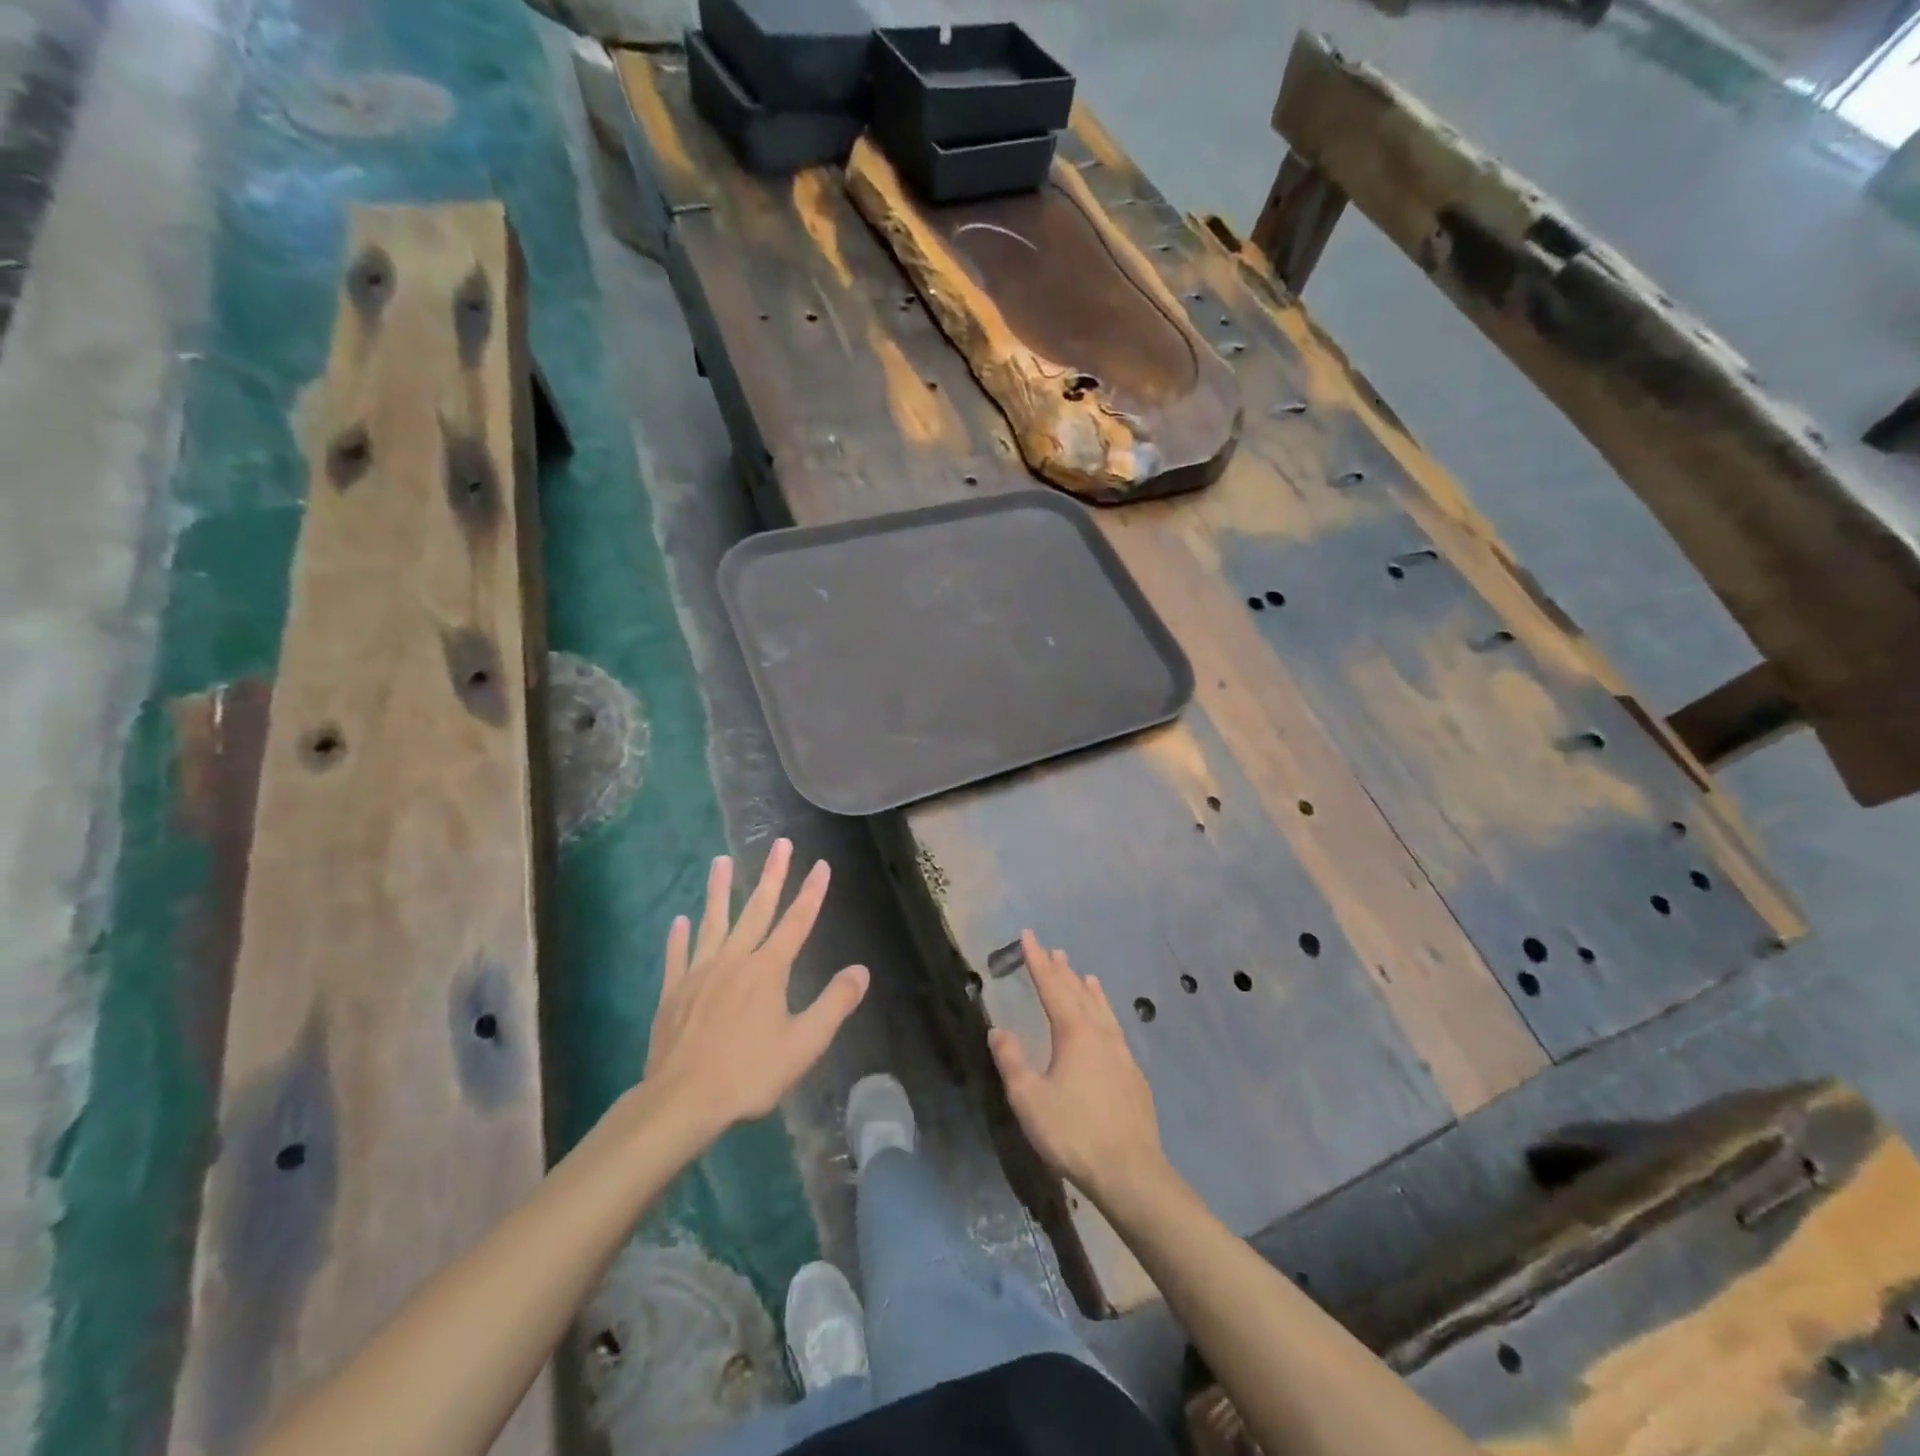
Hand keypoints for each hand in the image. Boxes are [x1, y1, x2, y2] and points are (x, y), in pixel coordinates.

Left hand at [645, 840, 868, 1135]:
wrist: (681, 1100)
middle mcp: (735, 960)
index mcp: (768, 970)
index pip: (797, 922)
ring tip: (720, 861)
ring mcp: (700, 972)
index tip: (821, 864)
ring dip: (718, 890)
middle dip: (771, 875)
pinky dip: (679, 936)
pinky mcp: (673, 991)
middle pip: (756, 909)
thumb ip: (834, 1004)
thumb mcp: (804, 1044)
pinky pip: (677, 955)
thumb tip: (861, 970)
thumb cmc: (749, 1073)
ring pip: (713, 922)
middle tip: (779, 844)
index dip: (811, 892)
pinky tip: (679, 920)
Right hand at [988, 931, 1167, 1207]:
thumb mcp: (1029, 1099)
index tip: (1029, 936)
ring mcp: (1122, 1053)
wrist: (1131, 1172)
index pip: (1052, 986)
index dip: (1037, 960)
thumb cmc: (1073, 1133)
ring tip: (1084, 975)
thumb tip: (998, 1029)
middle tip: (1052, 950)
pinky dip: (1105, 1014)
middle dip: (1062, 970)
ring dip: (1088, 990)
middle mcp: (1100, 1034)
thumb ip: (1012, 1061)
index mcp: (1074, 1032)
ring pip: (1102, 1010)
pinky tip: (1108, 1026)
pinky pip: (1115, 1030)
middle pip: (1078, 993)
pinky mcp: (1134, 1076)